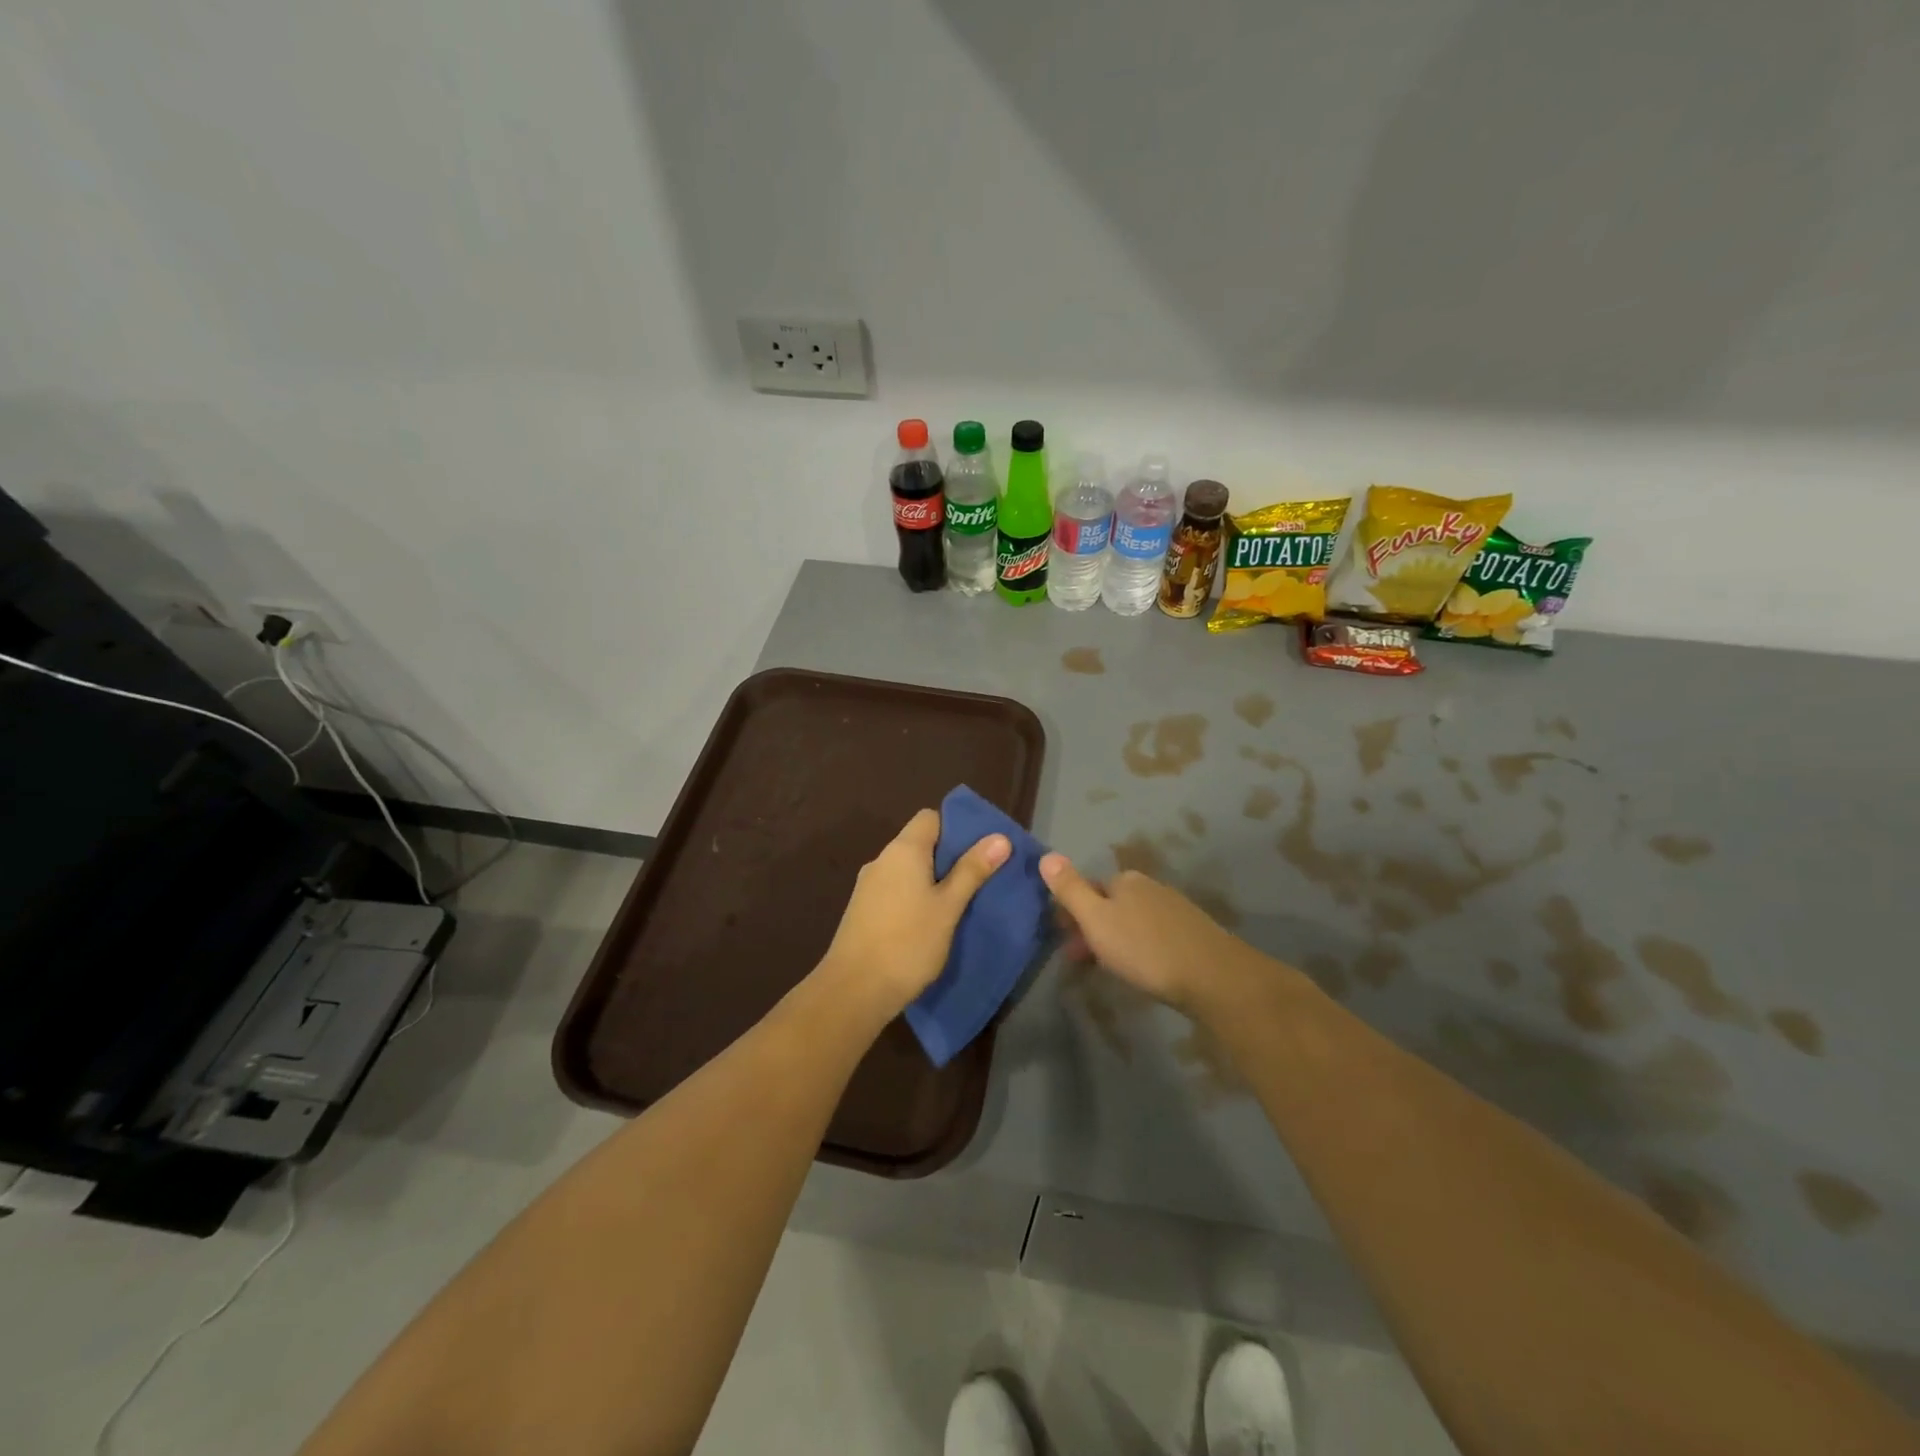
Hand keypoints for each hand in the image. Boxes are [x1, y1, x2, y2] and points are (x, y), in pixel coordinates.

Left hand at [817, 808, 1010, 1017]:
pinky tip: (930, 921)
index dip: (956, 827)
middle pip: (920, 843)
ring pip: (908, 870)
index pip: (930, 818)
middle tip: (979, 879)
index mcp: (903, 850)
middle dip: (949, 857)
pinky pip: (895, 890)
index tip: (980, 850)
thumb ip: (972, 870)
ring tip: (960, 903)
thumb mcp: (949, 907)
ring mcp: (868, 885)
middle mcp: (882, 859)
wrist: (854, 990)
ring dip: (932, 880)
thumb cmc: (908, 942)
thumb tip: (1000, 837)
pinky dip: (915, 896)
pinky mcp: (862, 910)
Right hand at [1039, 853, 1249, 1012]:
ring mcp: (1173, 908)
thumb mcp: (1096, 919)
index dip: (1072, 913)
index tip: (1063, 941)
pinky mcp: (1191, 932)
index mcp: (1124, 880)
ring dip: (1115, 939)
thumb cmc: (1144, 948)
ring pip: (1131, 920)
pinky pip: (1153, 935)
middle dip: (1092, 928)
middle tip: (1081, 960)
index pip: (1088, 888)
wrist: (1212, 976)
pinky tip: (1142, 968)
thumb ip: (1070, 889)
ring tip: (1109, 968)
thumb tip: (1046, 854)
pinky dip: (1139, 948)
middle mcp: (1149, 887)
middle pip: (1110, 904)